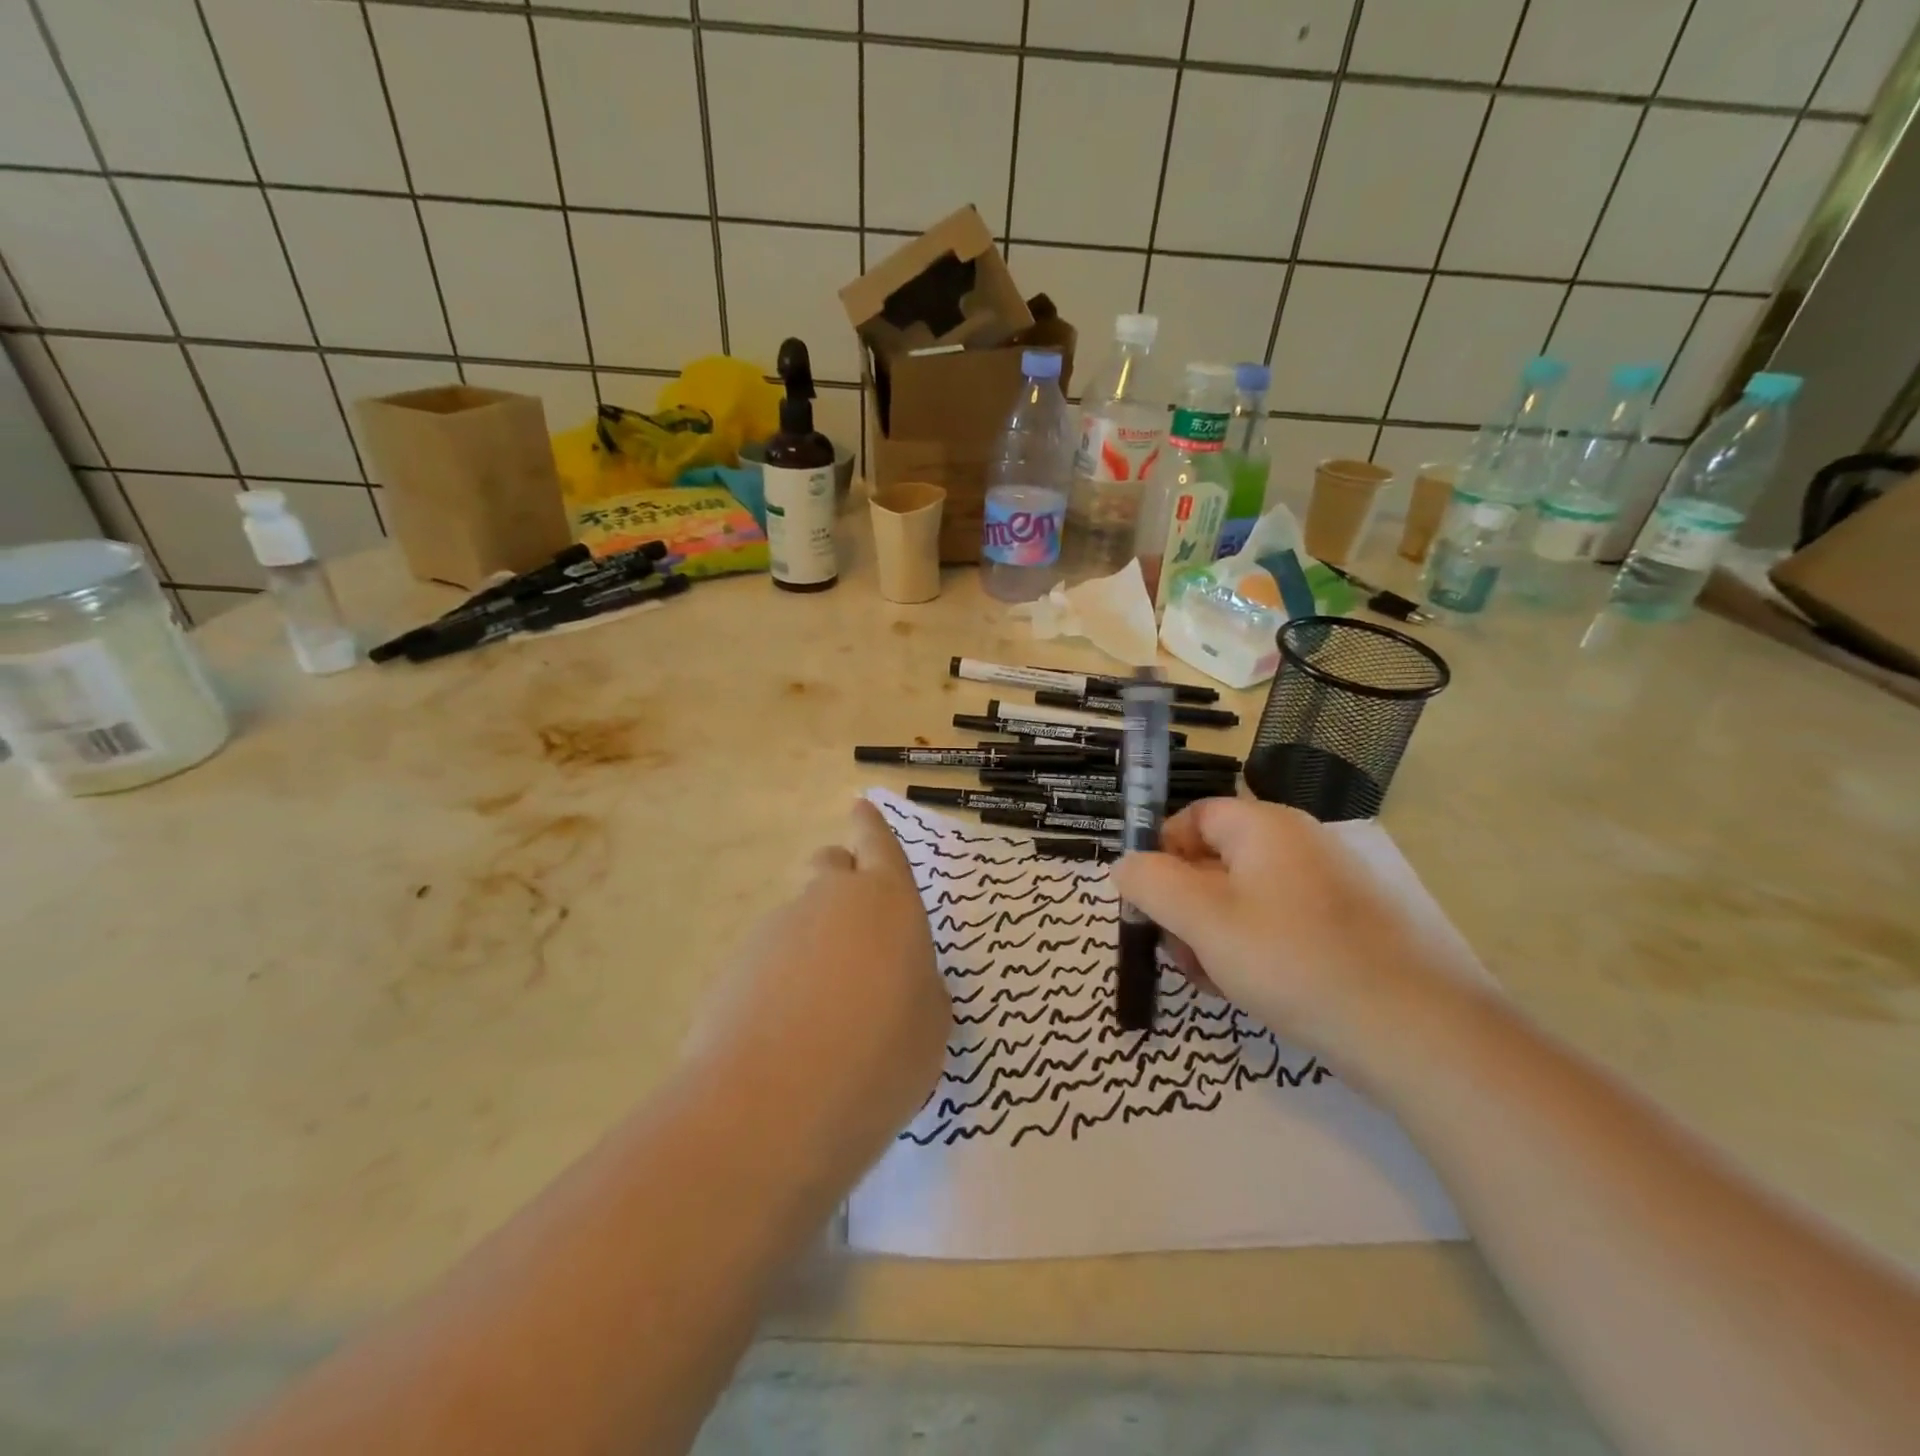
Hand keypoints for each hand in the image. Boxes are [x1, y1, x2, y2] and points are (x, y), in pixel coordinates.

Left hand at [684, 800, 947, 1184]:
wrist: (772, 1104)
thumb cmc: (879, 1056)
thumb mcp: (930, 1027)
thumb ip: (919, 989)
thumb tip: (900, 982)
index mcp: (886, 901)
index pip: (878, 843)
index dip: (871, 826)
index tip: (861, 806)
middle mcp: (828, 900)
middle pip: (830, 866)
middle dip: (841, 879)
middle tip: (856, 928)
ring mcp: (775, 931)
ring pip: (799, 918)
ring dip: (812, 944)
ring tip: (824, 1015)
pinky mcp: (733, 968)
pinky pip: (768, 962)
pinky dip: (780, 982)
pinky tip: (786, 1038)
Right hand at [1111, 798, 1481, 1068]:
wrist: (1416, 1031)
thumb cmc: (1293, 960)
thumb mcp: (1203, 920)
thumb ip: (1151, 884)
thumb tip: (1124, 865)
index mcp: (1264, 827)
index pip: (1192, 817)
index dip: (1160, 854)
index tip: (1148, 904)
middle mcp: (1297, 845)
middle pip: (1214, 862)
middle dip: (1184, 908)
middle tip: (1178, 954)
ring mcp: (1325, 888)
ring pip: (1242, 900)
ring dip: (1212, 936)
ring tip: (1213, 981)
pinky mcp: (1344, 929)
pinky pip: (1277, 926)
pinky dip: (1251, 951)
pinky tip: (1247, 991)